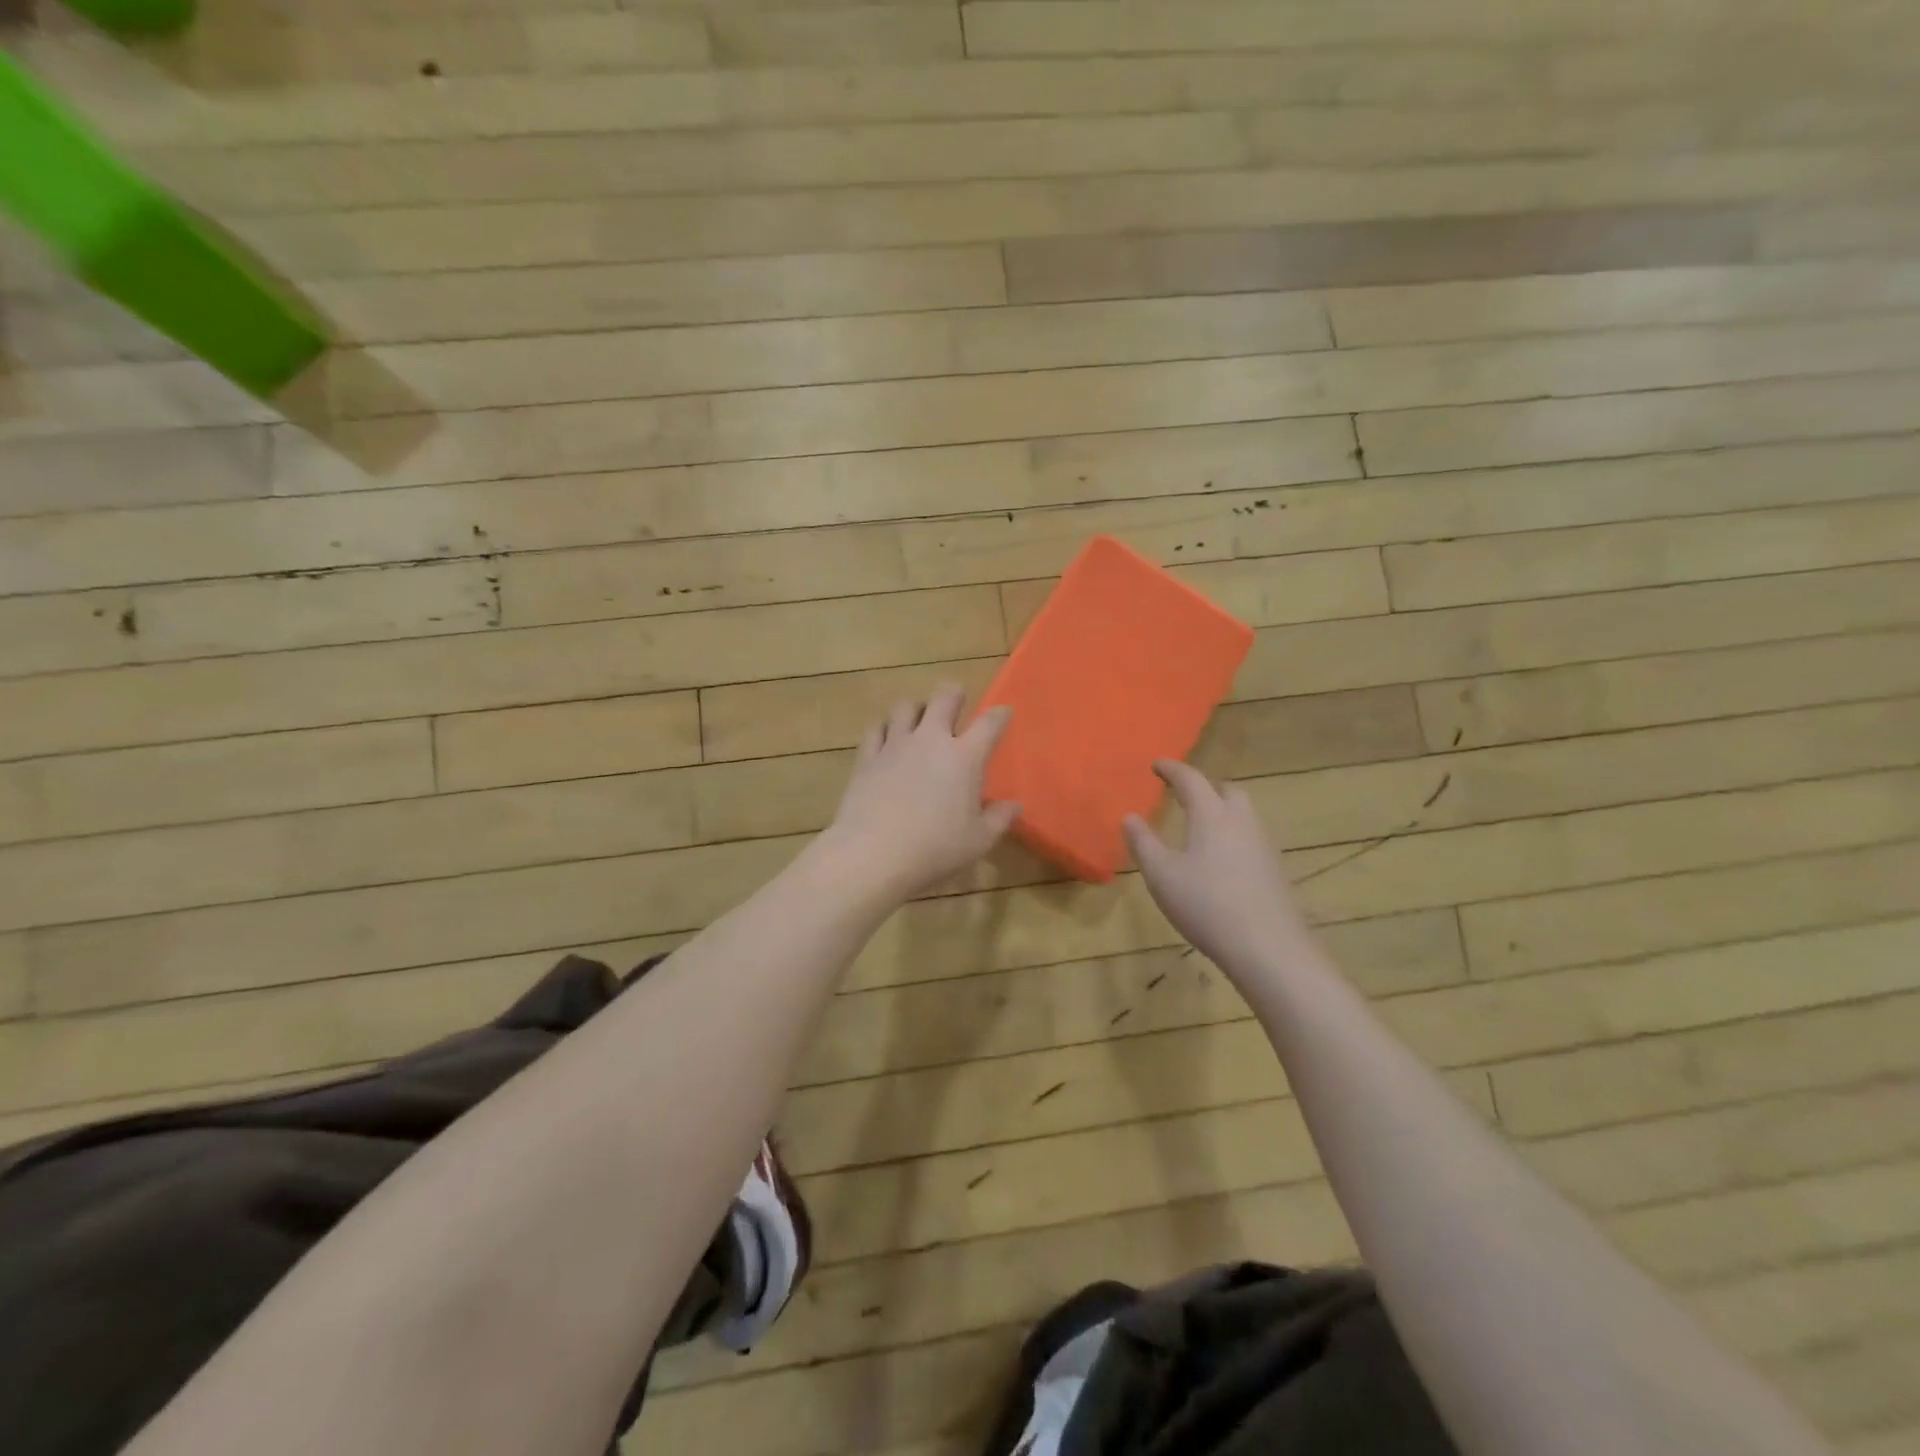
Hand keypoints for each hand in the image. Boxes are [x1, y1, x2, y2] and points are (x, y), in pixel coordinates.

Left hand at [822, 685, 1018, 898]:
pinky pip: (876, 729)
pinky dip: (885, 728)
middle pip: (944, 697)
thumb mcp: (978, 840)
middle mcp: (930, 740)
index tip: (1004, 713)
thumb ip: (999, 819)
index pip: (989, 723)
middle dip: (954, 694)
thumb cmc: (935, 848)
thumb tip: (1014, 805)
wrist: (874, 853)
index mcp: (964, 757)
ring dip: (917, 709)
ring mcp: (895, 745)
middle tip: (957, 701)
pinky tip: (886, 738)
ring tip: (919, 720)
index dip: (1000, 714)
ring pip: (906, 706)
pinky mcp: (867, 757)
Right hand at [1124, 761, 1311, 973]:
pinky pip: (1250, 837)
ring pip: (1242, 814)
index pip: (1191, 779)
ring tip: (1199, 826)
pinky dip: (1232, 835)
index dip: (1172, 769)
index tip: (1157, 765)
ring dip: (1221, 810)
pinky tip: (1220, 860)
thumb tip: (1129, 816)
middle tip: (1182, 796)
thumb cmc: (1206, 905)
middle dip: (1204, 787)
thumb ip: (1143, 843)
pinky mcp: (1274, 870)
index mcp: (1212, 815)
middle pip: (1226, 790)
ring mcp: (1263, 845)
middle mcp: (1241, 821)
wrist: (1269, 948)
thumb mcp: (1162, 875)